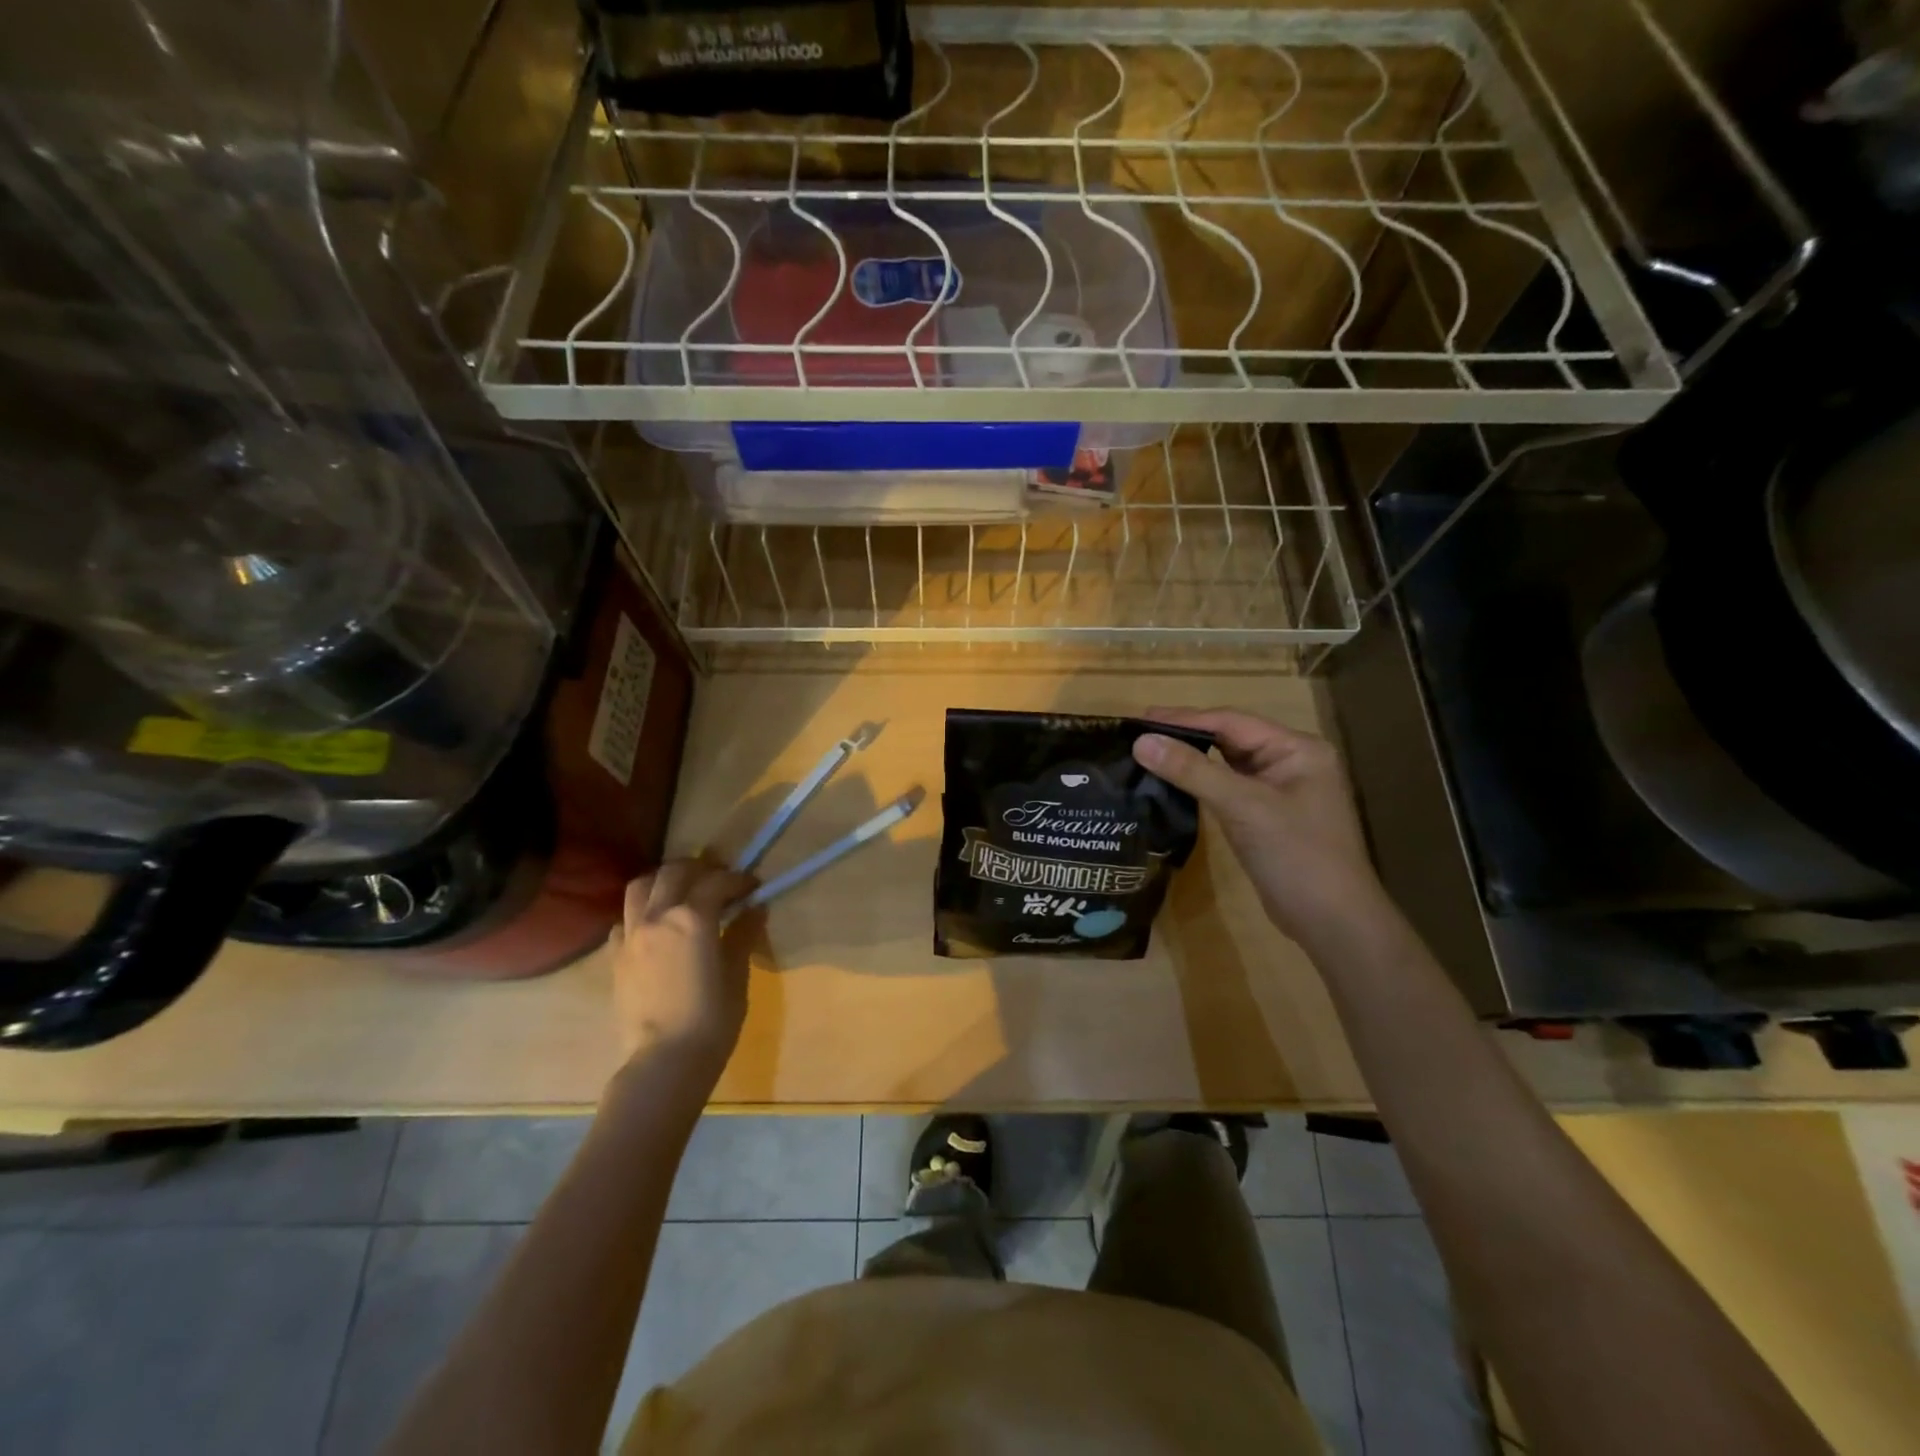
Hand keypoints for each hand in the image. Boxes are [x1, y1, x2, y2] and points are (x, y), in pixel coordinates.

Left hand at [607, 858, 758, 1077]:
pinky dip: (641, 913)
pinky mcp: (615, 956)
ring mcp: (631, 934)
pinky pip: (624, 920)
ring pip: (641, 886)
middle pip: (674, 871)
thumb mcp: (736, 974)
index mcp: (693, 917)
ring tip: (681, 893)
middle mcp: (658, 916)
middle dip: (699, 869)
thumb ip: (743, 934)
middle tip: (718, 881)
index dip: (739, 880)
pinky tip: (656, 928)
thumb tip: (755, 909)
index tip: (754, 887)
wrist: (664, 1061)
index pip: (718, 881)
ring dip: (663, 881)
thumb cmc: (712, 1019)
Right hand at [1133, 708, 1385, 944]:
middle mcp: (1291, 761)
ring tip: (1148, 753)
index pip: (1231, 721)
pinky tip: (1172, 783)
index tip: (1140, 719)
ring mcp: (1280, 790)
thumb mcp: (1243, 807)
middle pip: (1229, 738)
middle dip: (1185, 735)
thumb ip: (1192, 771)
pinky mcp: (1267, 816)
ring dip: (1191, 758)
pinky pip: (1228, 788)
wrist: (1332, 922)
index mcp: (1297, 748)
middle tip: (1138, 733)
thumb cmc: (1297, 856)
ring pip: (1227, 764)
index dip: (1184, 718)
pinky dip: (1201, 782)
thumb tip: (1140, 742)